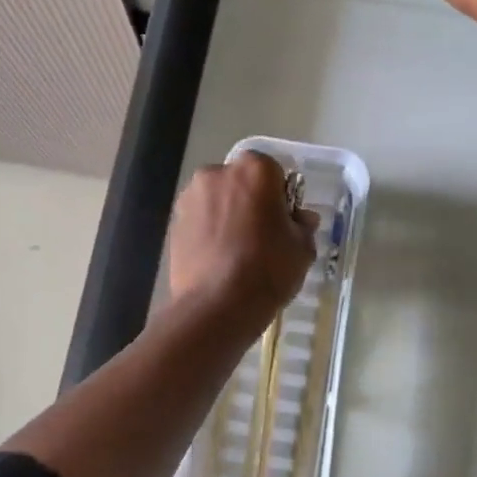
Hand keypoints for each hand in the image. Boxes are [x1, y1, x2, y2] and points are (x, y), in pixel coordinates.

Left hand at [167, 152, 317, 328]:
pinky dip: (208, 232)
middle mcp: (217, 173)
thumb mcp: (302, 249)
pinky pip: (199, 220)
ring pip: (216, 200)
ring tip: (237, 251)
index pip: (273, 171)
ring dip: (226, 216)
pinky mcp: (173, 223)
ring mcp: (190, 197)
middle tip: (261, 236)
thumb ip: (303, 225)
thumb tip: (301, 218)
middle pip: (240, 182)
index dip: (280, 196)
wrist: (216, 306)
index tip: (283, 221)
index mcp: (254, 170)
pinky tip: (217, 259)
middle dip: (250, 201)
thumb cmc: (267, 269)